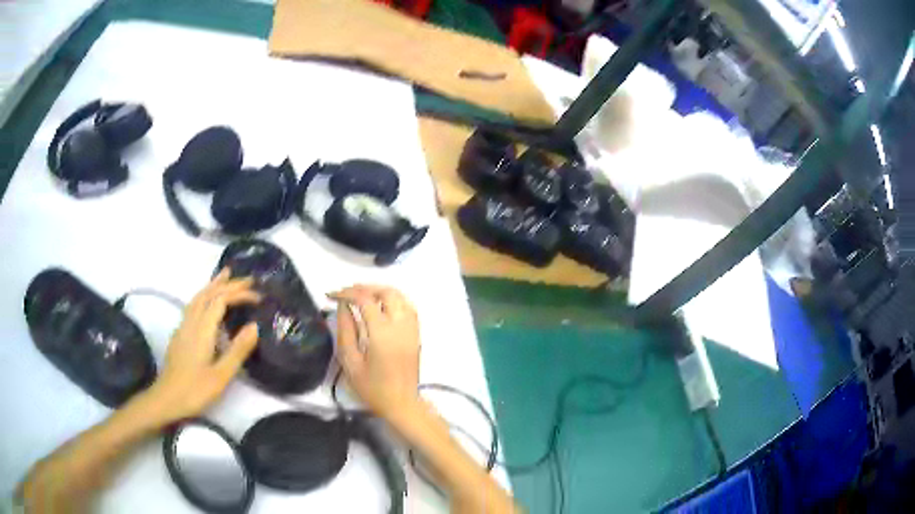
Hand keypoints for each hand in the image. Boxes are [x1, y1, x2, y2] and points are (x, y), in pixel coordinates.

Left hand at [145, 269, 259, 423]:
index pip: (221, 300)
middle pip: (208, 294)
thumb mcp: (221, 376)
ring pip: (198, 297)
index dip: (239, 294)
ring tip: (226, 276)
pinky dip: (204, 296)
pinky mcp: (179, 334)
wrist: (166, 399)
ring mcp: (183, 327)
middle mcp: (191, 322)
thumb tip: (254, 326)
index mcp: (202, 330)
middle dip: (228, 284)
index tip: (258, 297)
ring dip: (213, 285)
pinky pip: (193, 305)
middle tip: (248, 280)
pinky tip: (207, 303)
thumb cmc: (195, 390)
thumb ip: (237, 350)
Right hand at [329, 285, 420, 421]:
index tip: (331, 295)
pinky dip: (394, 300)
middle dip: (364, 288)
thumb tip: (343, 307)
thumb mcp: (351, 362)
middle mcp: (400, 325)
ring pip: (400, 296)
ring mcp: (411, 329)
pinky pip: (408, 307)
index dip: (346, 293)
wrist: (401, 404)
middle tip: (346, 293)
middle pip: (386, 292)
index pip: (364, 300)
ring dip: (380, 291)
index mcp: (382, 333)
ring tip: (361, 296)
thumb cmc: (372, 388)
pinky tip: (381, 306)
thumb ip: (345, 331)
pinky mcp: (416, 334)